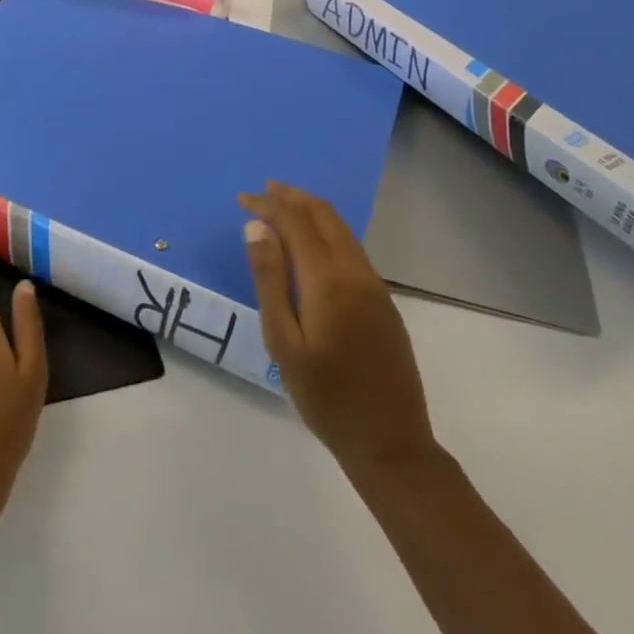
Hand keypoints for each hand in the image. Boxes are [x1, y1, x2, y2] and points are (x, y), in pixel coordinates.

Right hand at [240, 182, 436, 478]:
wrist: (390, 442)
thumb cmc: (325, 396)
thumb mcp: (283, 341)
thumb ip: (270, 280)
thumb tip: (257, 228)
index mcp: (328, 280)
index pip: (296, 221)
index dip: (268, 204)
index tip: (243, 199)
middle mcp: (356, 272)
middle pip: (324, 215)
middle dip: (291, 197)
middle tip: (262, 191)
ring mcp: (374, 286)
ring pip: (341, 230)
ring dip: (311, 211)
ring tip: (282, 207)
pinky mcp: (383, 301)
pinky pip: (352, 249)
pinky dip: (327, 231)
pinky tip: (311, 243)